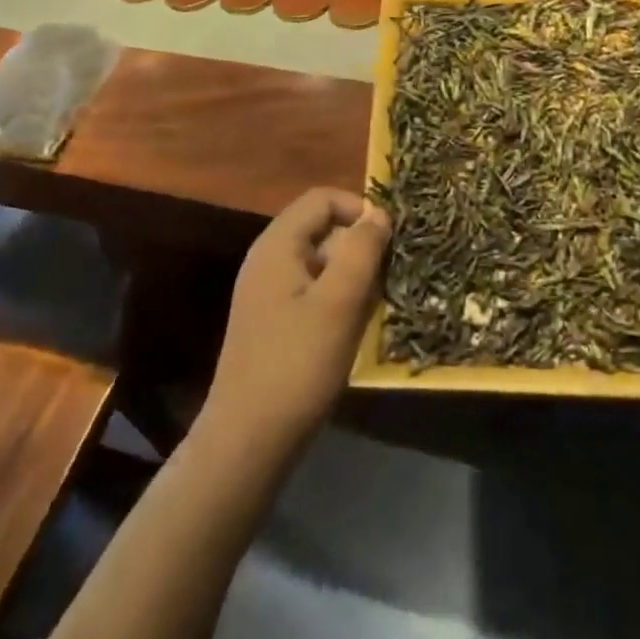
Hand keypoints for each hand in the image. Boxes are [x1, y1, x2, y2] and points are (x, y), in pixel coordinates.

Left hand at [204, 188, 390, 456]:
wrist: (249, 439)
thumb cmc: (297, 364)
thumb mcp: (339, 302)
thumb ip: (361, 250)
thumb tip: (379, 213)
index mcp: (277, 245)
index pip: (322, 199)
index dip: (359, 209)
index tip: (390, 239)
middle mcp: (268, 260)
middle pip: (322, 229)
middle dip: (360, 246)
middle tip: (389, 278)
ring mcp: (268, 293)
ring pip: (322, 264)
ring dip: (354, 277)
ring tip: (377, 307)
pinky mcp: (274, 322)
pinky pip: (314, 292)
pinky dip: (339, 300)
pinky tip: (356, 330)